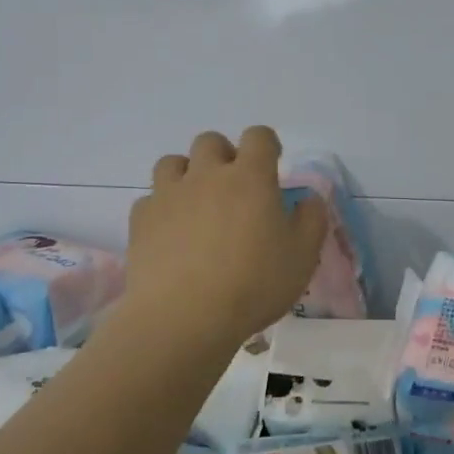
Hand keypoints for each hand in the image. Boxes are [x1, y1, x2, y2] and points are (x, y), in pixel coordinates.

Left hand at [124, 127, 326, 345]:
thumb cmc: (254, 284)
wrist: (184, 317)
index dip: (267, 145)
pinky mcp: (141, 220)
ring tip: (198, 204)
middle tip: (234, 188)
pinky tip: (171, 234)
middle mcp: (206, 175)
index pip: (258, 137)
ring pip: (173, 162)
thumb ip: (312, 220)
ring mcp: (168, 195)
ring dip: (187, 174)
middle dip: (224, 156)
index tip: (272, 164)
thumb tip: (309, 199)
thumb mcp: (303, 256)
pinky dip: (163, 209)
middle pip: (210, 142)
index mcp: (250, 177)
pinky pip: (151, 200)